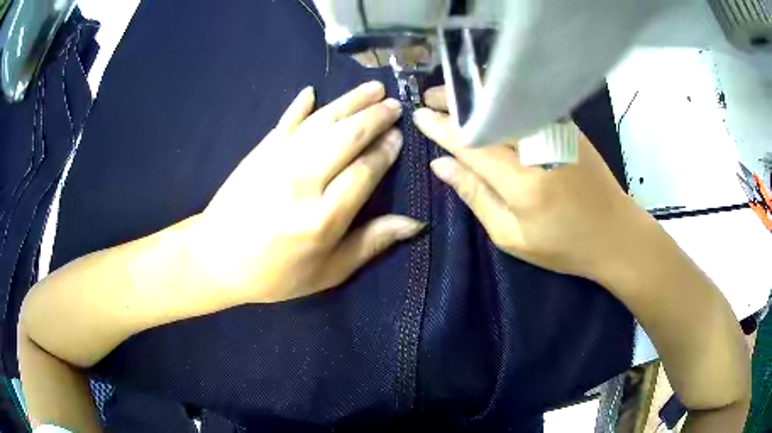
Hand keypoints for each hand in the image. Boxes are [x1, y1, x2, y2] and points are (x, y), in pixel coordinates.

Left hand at [190, 82, 423, 301]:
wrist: (216, 259)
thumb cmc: (275, 274)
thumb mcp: (328, 273)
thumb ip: (371, 244)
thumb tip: (414, 224)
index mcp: (323, 218)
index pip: (365, 170)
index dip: (386, 150)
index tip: (399, 136)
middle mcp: (302, 181)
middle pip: (347, 136)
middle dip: (375, 116)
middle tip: (394, 105)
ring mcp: (278, 160)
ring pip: (322, 121)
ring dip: (350, 101)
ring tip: (373, 88)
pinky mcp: (259, 152)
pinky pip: (285, 122)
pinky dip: (300, 106)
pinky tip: (312, 91)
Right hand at [413, 86, 650, 279]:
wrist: (616, 234)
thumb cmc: (564, 245)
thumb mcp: (512, 237)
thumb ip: (476, 197)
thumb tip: (441, 166)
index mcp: (523, 183)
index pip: (472, 144)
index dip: (442, 128)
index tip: (418, 116)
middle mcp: (540, 148)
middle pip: (490, 113)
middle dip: (456, 101)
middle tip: (430, 96)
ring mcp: (558, 132)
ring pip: (508, 102)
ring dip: (477, 95)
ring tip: (453, 94)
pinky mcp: (569, 127)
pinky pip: (528, 104)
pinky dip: (502, 98)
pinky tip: (488, 100)